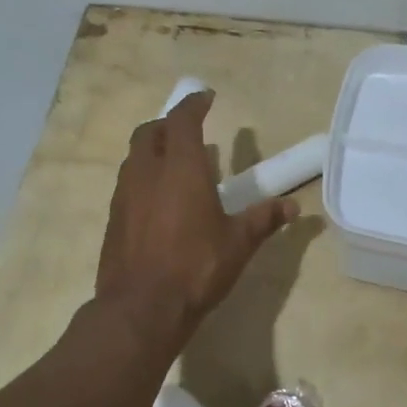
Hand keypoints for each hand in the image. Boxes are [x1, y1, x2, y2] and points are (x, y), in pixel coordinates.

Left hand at [96, 91, 297, 357]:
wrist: (140, 309)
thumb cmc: (196, 267)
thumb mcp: (238, 243)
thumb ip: (264, 219)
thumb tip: (293, 206)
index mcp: (181, 168)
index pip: (182, 120)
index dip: (194, 104)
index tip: (206, 98)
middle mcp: (147, 172)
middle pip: (149, 132)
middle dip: (168, 125)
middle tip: (189, 132)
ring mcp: (124, 195)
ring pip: (134, 157)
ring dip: (152, 150)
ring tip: (174, 165)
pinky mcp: (113, 218)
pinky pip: (127, 183)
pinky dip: (143, 177)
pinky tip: (158, 200)